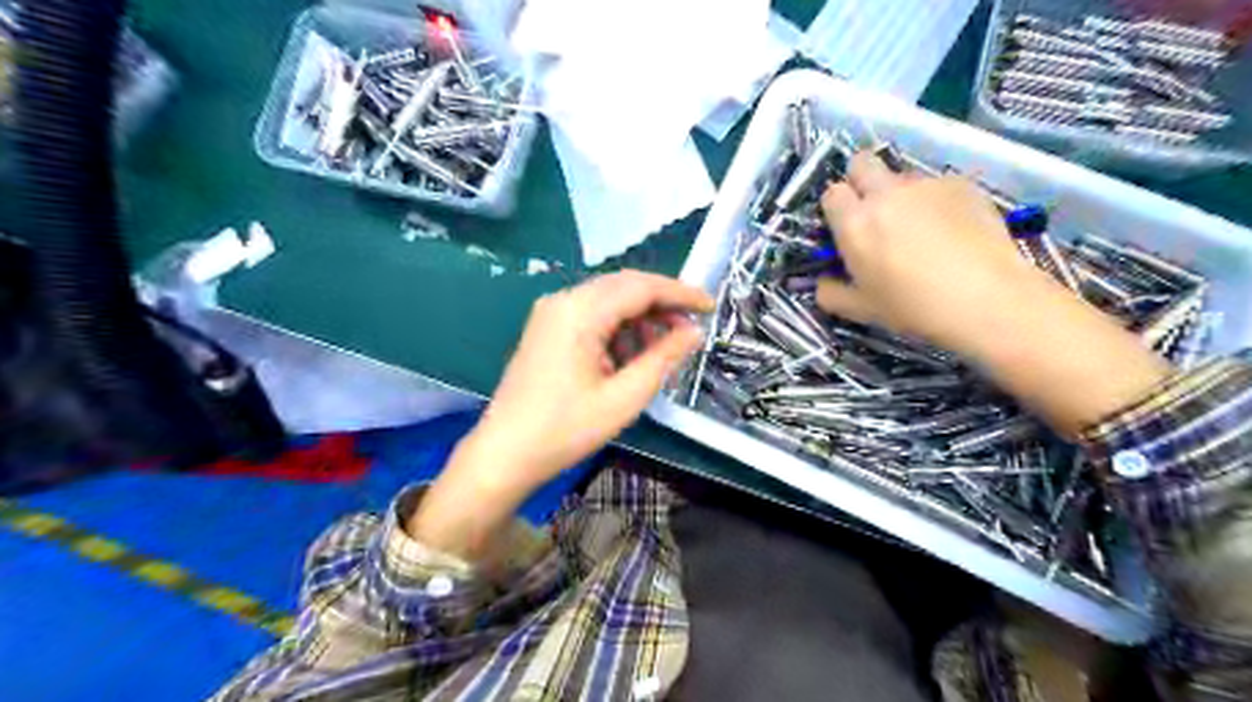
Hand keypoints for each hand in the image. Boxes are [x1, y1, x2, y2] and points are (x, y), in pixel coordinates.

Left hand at [477, 272, 712, 484]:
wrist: (505, 453)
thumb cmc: (565, 430)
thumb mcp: (624, 398)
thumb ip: (663, 358)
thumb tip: (694, 332)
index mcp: (580, 312)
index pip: (641, 287)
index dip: (680, 294)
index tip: (710, 307)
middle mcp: (563, 300)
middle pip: (624, 286)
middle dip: (662, 305)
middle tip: (690, 330)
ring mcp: (551, 313)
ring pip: (609, 300)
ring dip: (640, 318)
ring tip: (663, 349)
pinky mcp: (547, 328)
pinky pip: (592, 315)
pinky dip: (618, 329)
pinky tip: (631, 355)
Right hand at [817, 149, 1042, 357]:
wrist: (987, 299)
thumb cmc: (914, 308)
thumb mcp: (862, 310)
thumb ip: (831, 293)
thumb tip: (822, 282)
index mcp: (855, 223)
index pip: (831, 193)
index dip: (837, 207)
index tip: (846, 226)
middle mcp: (885, 194)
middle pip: (861, 163)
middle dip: (861, 180)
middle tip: (873, 211)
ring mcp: (925, 185)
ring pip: (901, 177)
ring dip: (900, 194)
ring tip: (921, 228)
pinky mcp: (961, 184)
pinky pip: (936, 185)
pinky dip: (935, 201)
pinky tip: (952, 229)